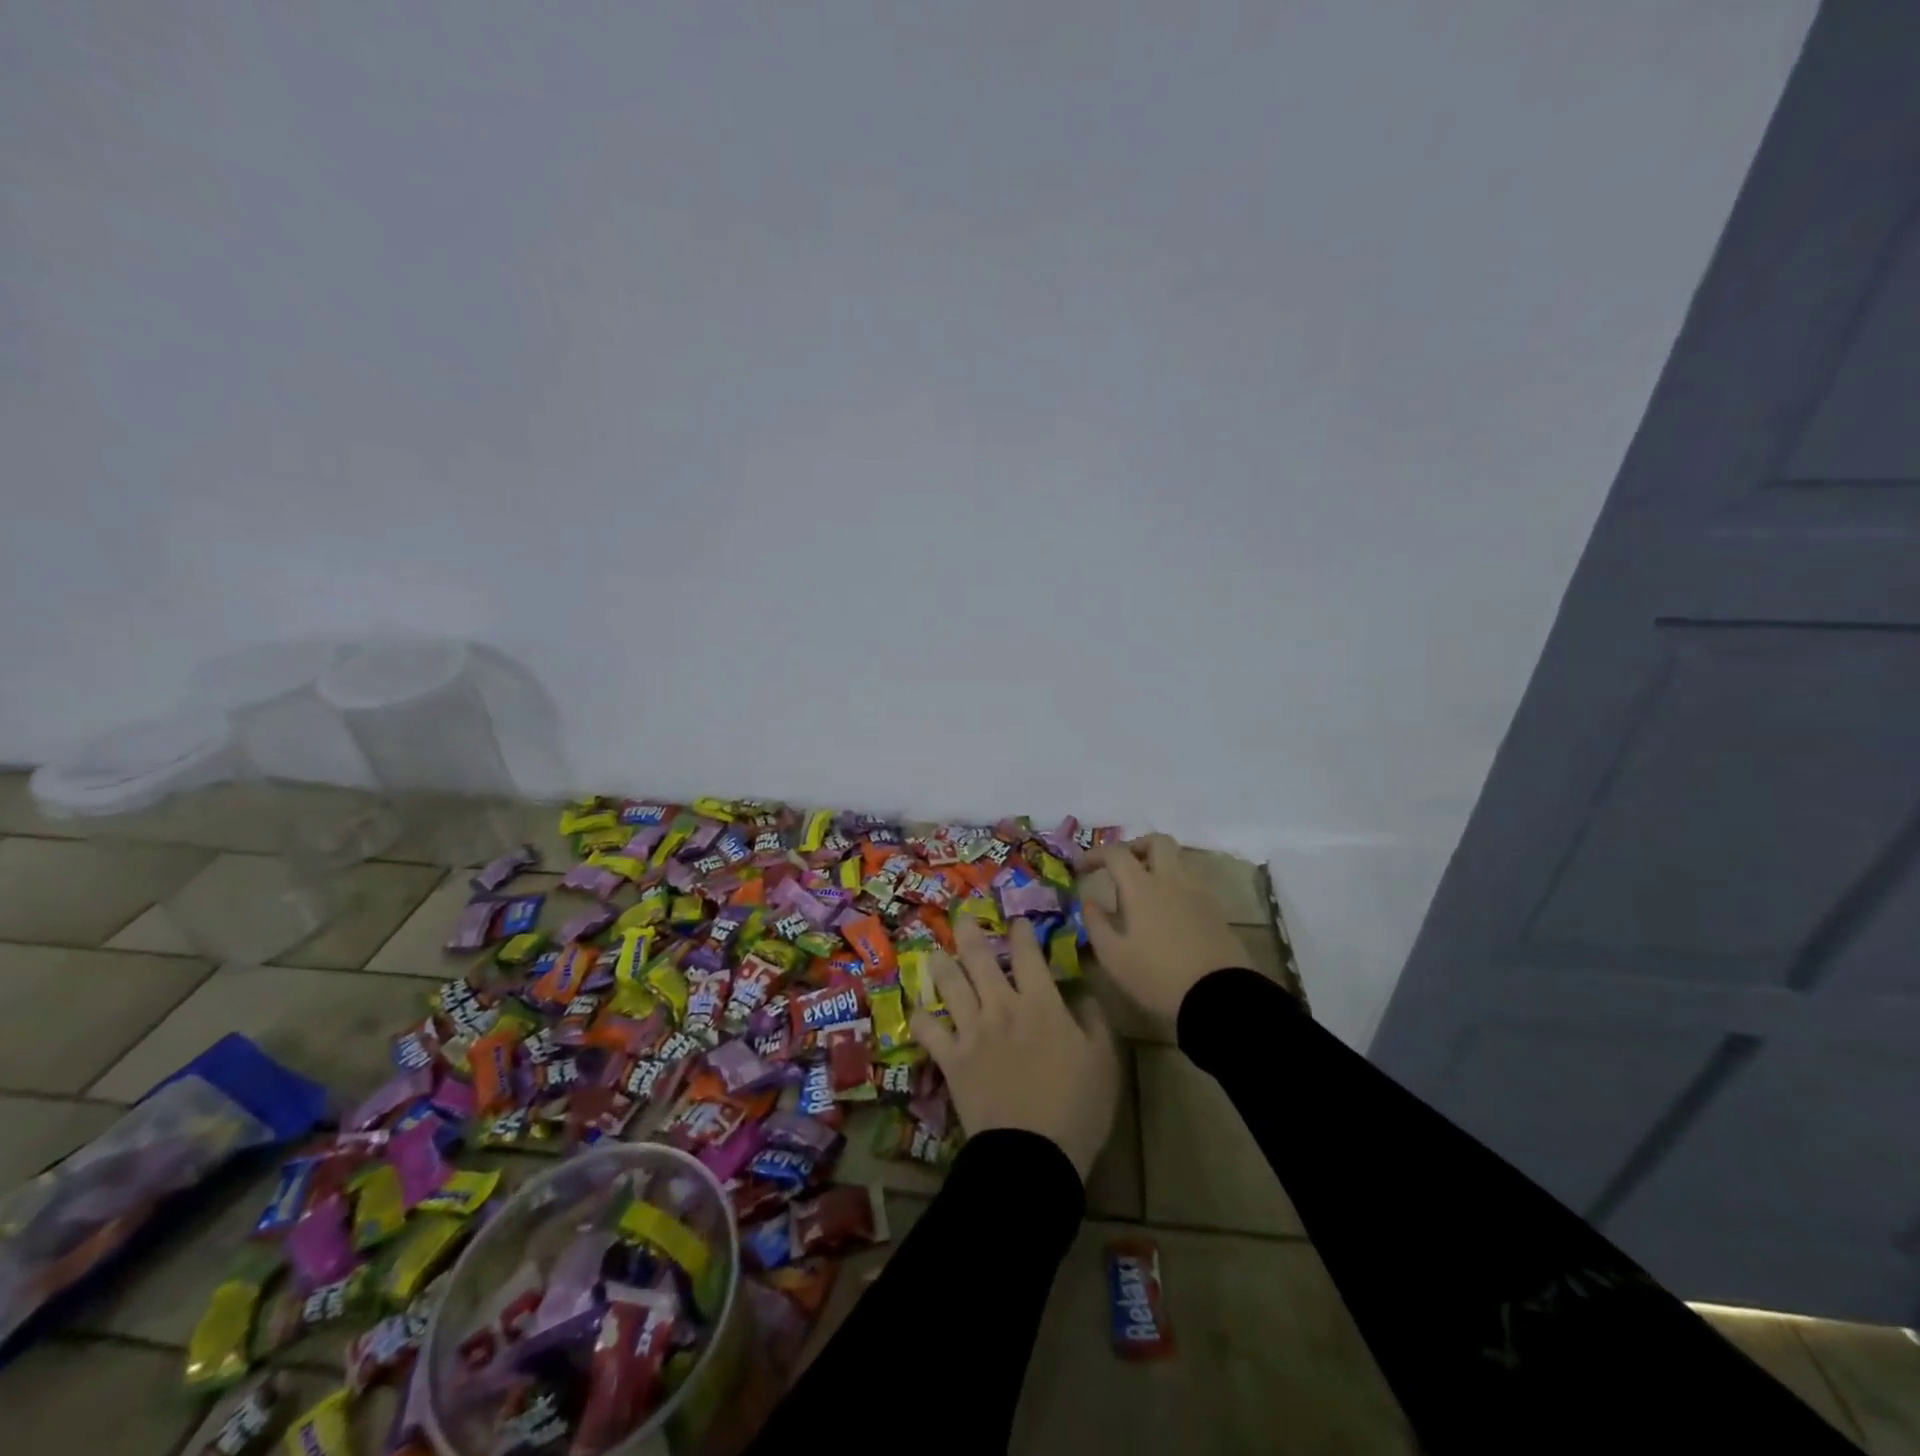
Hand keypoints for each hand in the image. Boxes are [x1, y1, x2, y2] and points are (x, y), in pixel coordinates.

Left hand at [909, 916, 1119, 1180]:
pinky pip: (927, 1031)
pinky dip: (920, 1018)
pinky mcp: (951, 1058)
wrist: (1033, 1155)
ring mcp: (972, 1030)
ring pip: (949, 984)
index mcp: (1041, 1003)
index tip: (1017, 922)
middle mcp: (1001, 1006)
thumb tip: (1083, 993)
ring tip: (936, 953)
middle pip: (979, 958)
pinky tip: (917, 1011)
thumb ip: (1095, 1021)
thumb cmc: (1077, 1108)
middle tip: (962, 916)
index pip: (1027, 954)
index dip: (1020, 932)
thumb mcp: (1104, 1062)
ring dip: (941, 965)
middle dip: (969, 931)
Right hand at [1080, 834, 1249, 1026]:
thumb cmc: (1158, 976)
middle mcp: (1172, 881)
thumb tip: (1088, 902)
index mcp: (1142, 887)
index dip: (1095, 854)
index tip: (1081, 868)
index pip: (1116, 853)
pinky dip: (1175, 888)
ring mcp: (1198, 894)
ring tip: (1143, 894)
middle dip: (1136, 846)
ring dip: (1158, 866)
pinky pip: (1192, 885)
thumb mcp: (1114, 957)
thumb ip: (1096, 925)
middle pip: (1158, 842)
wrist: (1220, 998)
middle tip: (1121, 867)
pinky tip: (1168, 915)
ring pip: (1178, 862)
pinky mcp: (1216, 912)